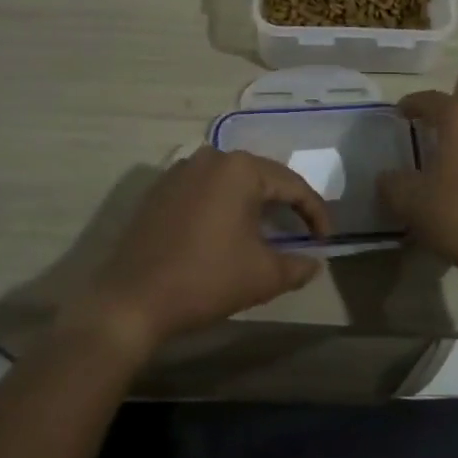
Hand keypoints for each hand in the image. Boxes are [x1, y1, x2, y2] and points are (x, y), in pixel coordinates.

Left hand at [69, 148, 331, 357]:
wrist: (132, 300)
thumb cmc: (205, 280)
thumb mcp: (263, 275)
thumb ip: (297, 265)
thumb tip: (314, 262)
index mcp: (240, 169)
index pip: (293, 185)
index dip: (315, 213)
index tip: (325, 241)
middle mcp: (211, 157)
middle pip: (262, 177)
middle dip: (286, 204)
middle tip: (302, 233)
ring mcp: (181, 170)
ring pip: (232, 182)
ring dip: (254, 203)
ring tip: (268, 231)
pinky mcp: (160, 189)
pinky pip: (205, 189)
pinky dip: (224, 206)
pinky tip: (228, 231)